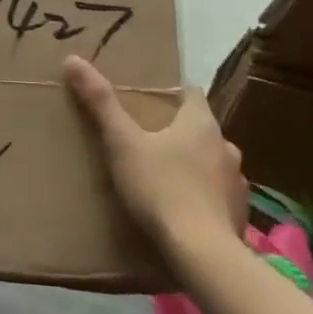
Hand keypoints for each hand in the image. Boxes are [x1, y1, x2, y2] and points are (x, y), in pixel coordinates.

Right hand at [62, 56, 244, 266]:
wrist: (203, 253)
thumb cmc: (161, 188)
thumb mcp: (122, 142)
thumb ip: (100, 102)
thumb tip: (73, 59)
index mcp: (201, 122)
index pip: (190, 92)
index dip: (170, 91)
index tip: (147, 97)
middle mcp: (226, 146)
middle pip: (199, 127)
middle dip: (176, 130)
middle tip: (146, 138)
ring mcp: (237, 182)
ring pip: (211, 161)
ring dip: (192, 163)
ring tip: (162, 175)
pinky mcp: (239, 214)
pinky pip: (218, 193)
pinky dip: (202, 194)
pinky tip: (182, 208)